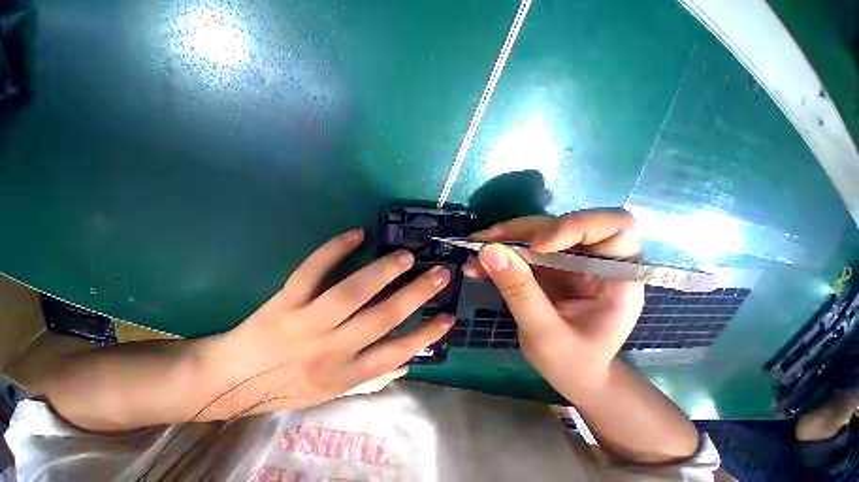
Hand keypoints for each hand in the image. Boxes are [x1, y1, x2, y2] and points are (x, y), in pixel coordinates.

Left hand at [197, 229, 453, 420]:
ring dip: (382, 272)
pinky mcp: (285, 301)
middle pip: (382, 317)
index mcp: (345, 373)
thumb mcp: (332, 393)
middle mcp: (331, 348)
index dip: (427, 335)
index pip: (396, 352)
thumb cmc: (287, 387)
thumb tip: (409, 360)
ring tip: (406, 255)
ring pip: (351, 293)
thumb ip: (371, 377)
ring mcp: (306, 322)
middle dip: (416, 294)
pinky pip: (311, 271)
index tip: (450, 317)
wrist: (230, 382)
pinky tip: (356, 234)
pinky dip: (334, 250)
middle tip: (439, 272)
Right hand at [464, 209, 643, 392]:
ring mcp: (565, 259)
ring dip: (500, 241)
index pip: (614, 226)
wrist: (571, 373)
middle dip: (519, 233)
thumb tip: (488, 251)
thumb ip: (519, 292)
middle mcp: (593, 258)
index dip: (575, 226)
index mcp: (616, 275)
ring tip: (473, 255)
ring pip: (533, 232)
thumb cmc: (573, 362)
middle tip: (484, 244)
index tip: (537, 246)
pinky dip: (496, 254)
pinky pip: (518, 249)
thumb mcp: (546, 334)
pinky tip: (476, 267)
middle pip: (559, 225)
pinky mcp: (544, 264)